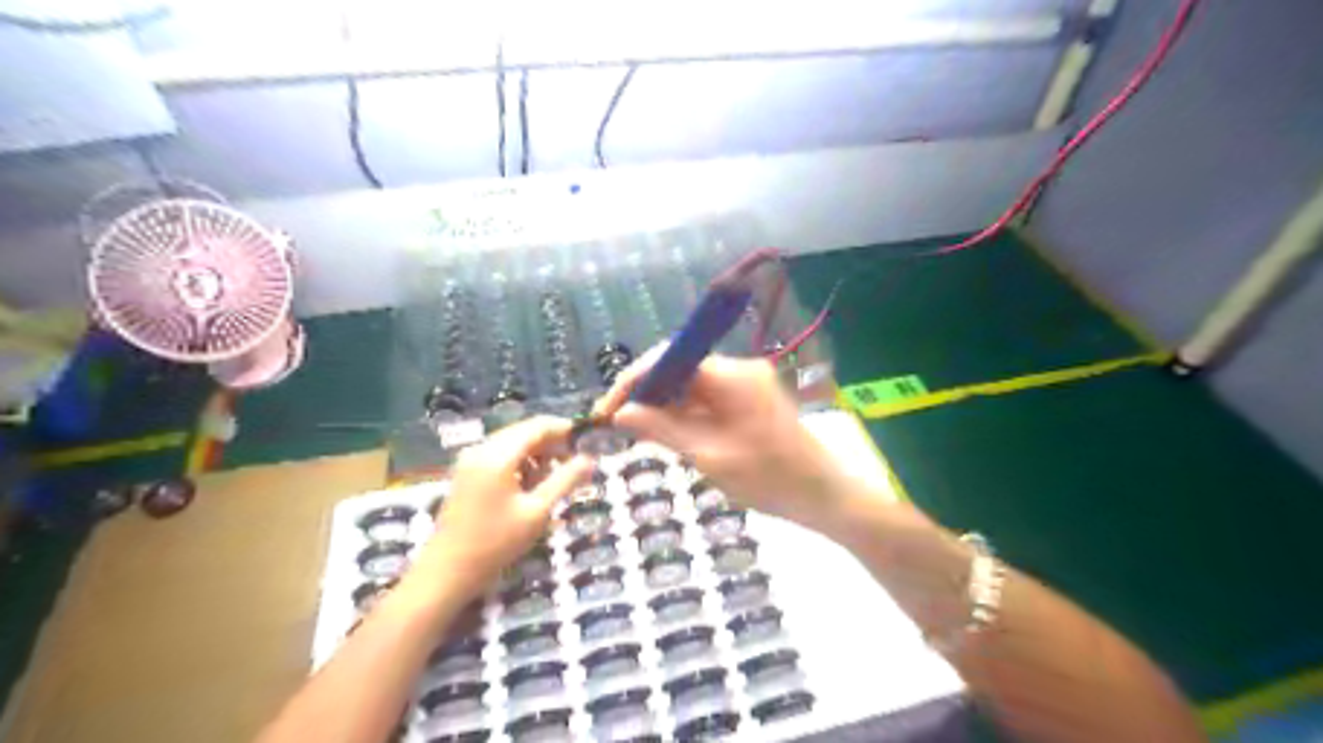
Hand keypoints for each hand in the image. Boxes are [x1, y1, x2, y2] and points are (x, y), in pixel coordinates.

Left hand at [417, 417, 594, 602]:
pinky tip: (530, 486)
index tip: (587, 440)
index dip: (564, 429)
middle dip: (551, 443)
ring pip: (512, 444)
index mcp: (498, 455)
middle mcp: (481, 449)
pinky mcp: (466, 474)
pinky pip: (499, 456)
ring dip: (536, 454)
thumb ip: (565, 481)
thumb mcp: (537, 511)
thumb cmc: (495, 543)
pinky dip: (519, 464)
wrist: (446, 572)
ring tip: (555, 479)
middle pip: (524, 432)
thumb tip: (590, 459)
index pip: (537, 426)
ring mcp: (470, 461)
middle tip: (576, 462)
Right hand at [595, 348, 852, 529]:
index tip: (608, 408)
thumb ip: (664, 429)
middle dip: (647, 393)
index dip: (635, 379)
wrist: (826, 496)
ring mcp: (746, 384)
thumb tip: (622, 413)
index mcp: (732, 375)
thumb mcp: (710, 456)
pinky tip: (668, 434)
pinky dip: (685, 415)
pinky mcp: (749, 400)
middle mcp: (739, 369)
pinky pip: (707, 399)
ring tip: (636, 432)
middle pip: (680, 368)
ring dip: (665, 405)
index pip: (672, 358)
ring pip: (691, 386)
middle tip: (618, 424)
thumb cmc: (771, 479)